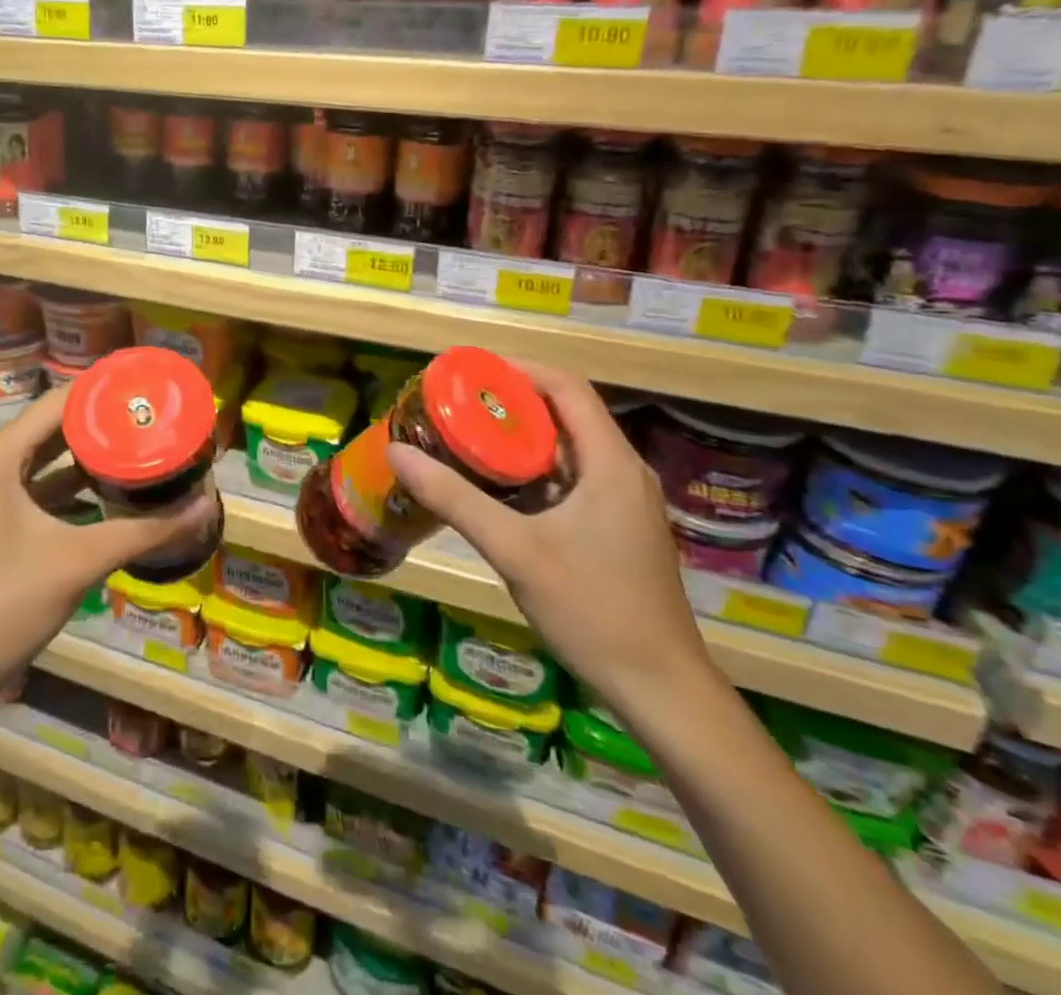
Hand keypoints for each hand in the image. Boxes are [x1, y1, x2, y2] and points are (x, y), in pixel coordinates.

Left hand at [0, 385, 217, 700]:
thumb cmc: (8, 603)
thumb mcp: (82, 560)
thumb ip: (146, 531)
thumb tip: (205, 508)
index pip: (55, 405)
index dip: (100, 392)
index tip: (143, 387)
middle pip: (50, 428)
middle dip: (99, 422)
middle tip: (148, 414)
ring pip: (44, 458)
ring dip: (86, 453)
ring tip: (137, 442)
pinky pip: (37, 487)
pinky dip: (71, 484)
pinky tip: (110, 488)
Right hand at [385, 364, 713, 719]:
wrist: (662, 690)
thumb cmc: (592, 610)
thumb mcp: (515, 550)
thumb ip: (455, 498)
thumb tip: (398, 453)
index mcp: (610, 463)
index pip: (567, 387)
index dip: (519, 369)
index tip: (469, 372)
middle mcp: (623, 472)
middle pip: (567, 414)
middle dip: (512, 402)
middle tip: (458, 405)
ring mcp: (624, 503)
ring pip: (569, 449)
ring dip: (522, 438)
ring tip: (469, 438)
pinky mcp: (619, 530)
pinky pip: (573, 480)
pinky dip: (535, 472)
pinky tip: (499, 490)